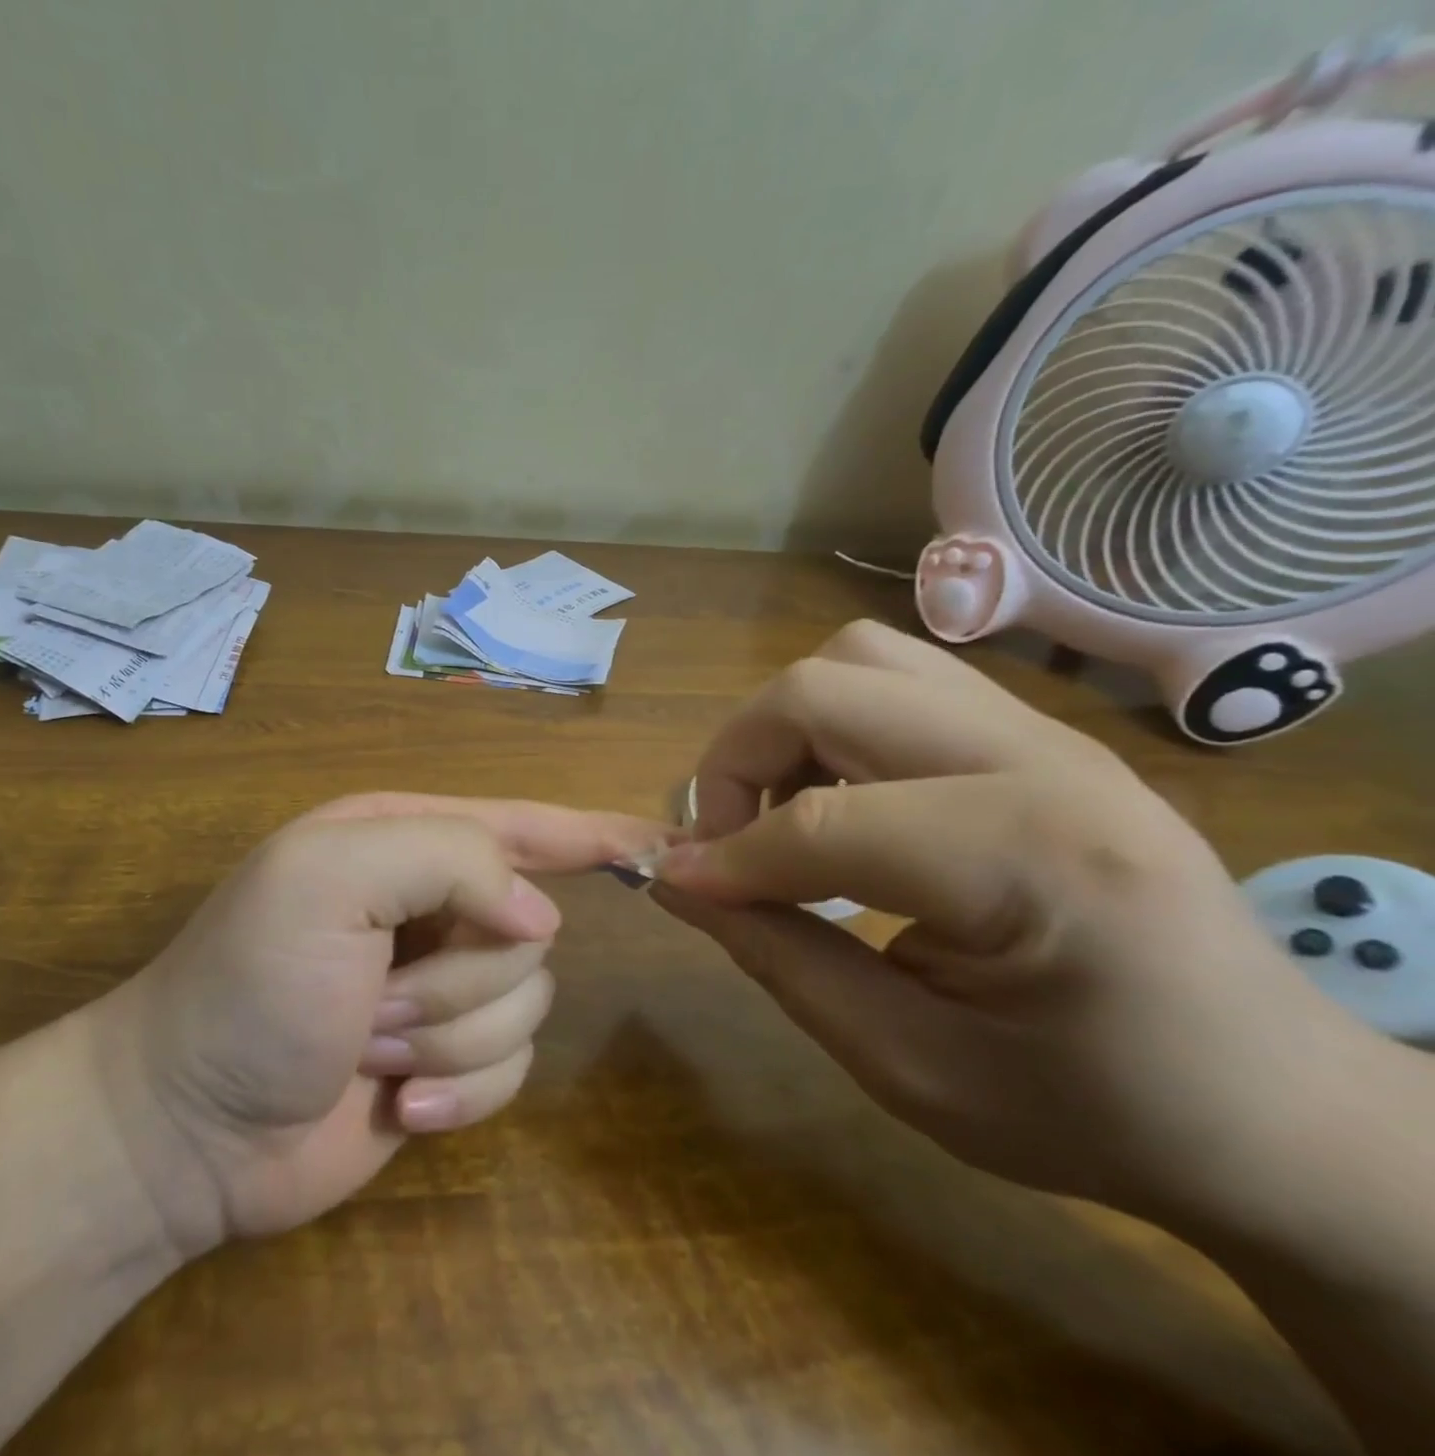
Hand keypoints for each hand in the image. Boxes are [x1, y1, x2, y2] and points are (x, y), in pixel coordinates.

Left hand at [89, 793, 670, 1259]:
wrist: (186, 1128)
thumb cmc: (251, 984)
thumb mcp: (332, 878)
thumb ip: (450, 858)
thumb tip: (540, 920)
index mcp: (404, 842)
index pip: (521, 826)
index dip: (590, 832)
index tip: (657, 843)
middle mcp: (432, 906)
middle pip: (529, 932)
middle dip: (460, 977)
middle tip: (376, 1001)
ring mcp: (443, 987)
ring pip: (526, 1003)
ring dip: (449, 1035)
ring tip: (371, 1049)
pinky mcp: (450, 1061)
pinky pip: (512, 1070)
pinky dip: (461, 1091)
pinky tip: (400, 1105)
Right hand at [653, 620, 1364, 1219]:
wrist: (1271, 1100)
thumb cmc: (1095, 1111)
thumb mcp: (913, 1068)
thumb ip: (780, 958)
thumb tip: (676, 880)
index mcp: (1035, 860)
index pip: (823, 822)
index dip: (726, 856)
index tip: (681, 889)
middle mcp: (1043, 759)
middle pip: (824, 688)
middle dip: (737, 759)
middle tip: (728, 842)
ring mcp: (1046, 729)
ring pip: (857, 659)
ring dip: (787, 728)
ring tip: (783, 812)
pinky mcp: (1035, 730)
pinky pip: (896, 679)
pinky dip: (833, 723)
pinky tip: (841, 799)